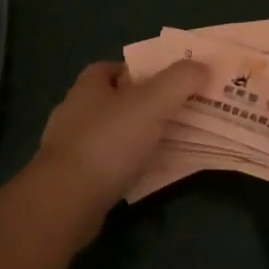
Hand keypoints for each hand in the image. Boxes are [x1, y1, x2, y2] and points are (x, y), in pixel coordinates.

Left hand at [33, 59, 207, 213]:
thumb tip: (201, 67)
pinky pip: (107, 164)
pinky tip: (147, 173)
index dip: (141, 71)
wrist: (67, 201)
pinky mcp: (72, 179)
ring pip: (112, 134)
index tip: (169, 82)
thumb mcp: (153, 102)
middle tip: (177, 113)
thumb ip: (180, 80)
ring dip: (136, 137)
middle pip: (115, 101)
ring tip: (168, 144)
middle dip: (143, 106)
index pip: (114, 68)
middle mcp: (75, 112)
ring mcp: (70, 147)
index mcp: (88, 87)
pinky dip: (127, 165)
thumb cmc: (108, 142)